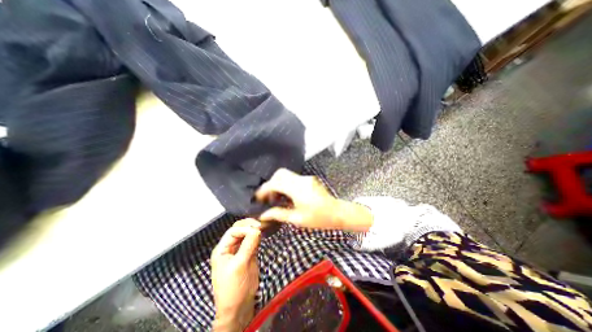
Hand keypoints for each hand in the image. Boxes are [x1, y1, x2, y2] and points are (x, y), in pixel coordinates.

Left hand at [210, 219, 259, 330]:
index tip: (257, 229)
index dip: (245, 228)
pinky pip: (252, 241)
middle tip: (261, 226)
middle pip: (239, 230)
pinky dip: (257, 237)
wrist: (239, 307)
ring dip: (254, 230)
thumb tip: (257, 229)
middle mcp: (230, 247)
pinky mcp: (248, 254)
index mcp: (222, 249)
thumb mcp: (239, 265)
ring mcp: (239, 250)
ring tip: (263, 228)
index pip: (233, 231)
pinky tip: (262, 234)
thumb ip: (248, 246)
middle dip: (249, 226)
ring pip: (246, 234)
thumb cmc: (233, 288)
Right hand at [256, 169, 373, 230]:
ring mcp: (306, 178)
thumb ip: (279, 214)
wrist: (338, 213)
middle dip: (271, 184)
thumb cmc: (319, 218)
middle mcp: (301, 180)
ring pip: (286, 175)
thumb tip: (263, 215)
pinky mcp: (309, 180)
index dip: (264, 189)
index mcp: (297, 189)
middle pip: (280, 174)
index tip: (258, 198)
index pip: (275, 183)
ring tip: (276, 199)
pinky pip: (293, 178)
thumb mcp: (297, 219)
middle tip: (268, 198)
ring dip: (278, 184)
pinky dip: (286, 185)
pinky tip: (287, 197)